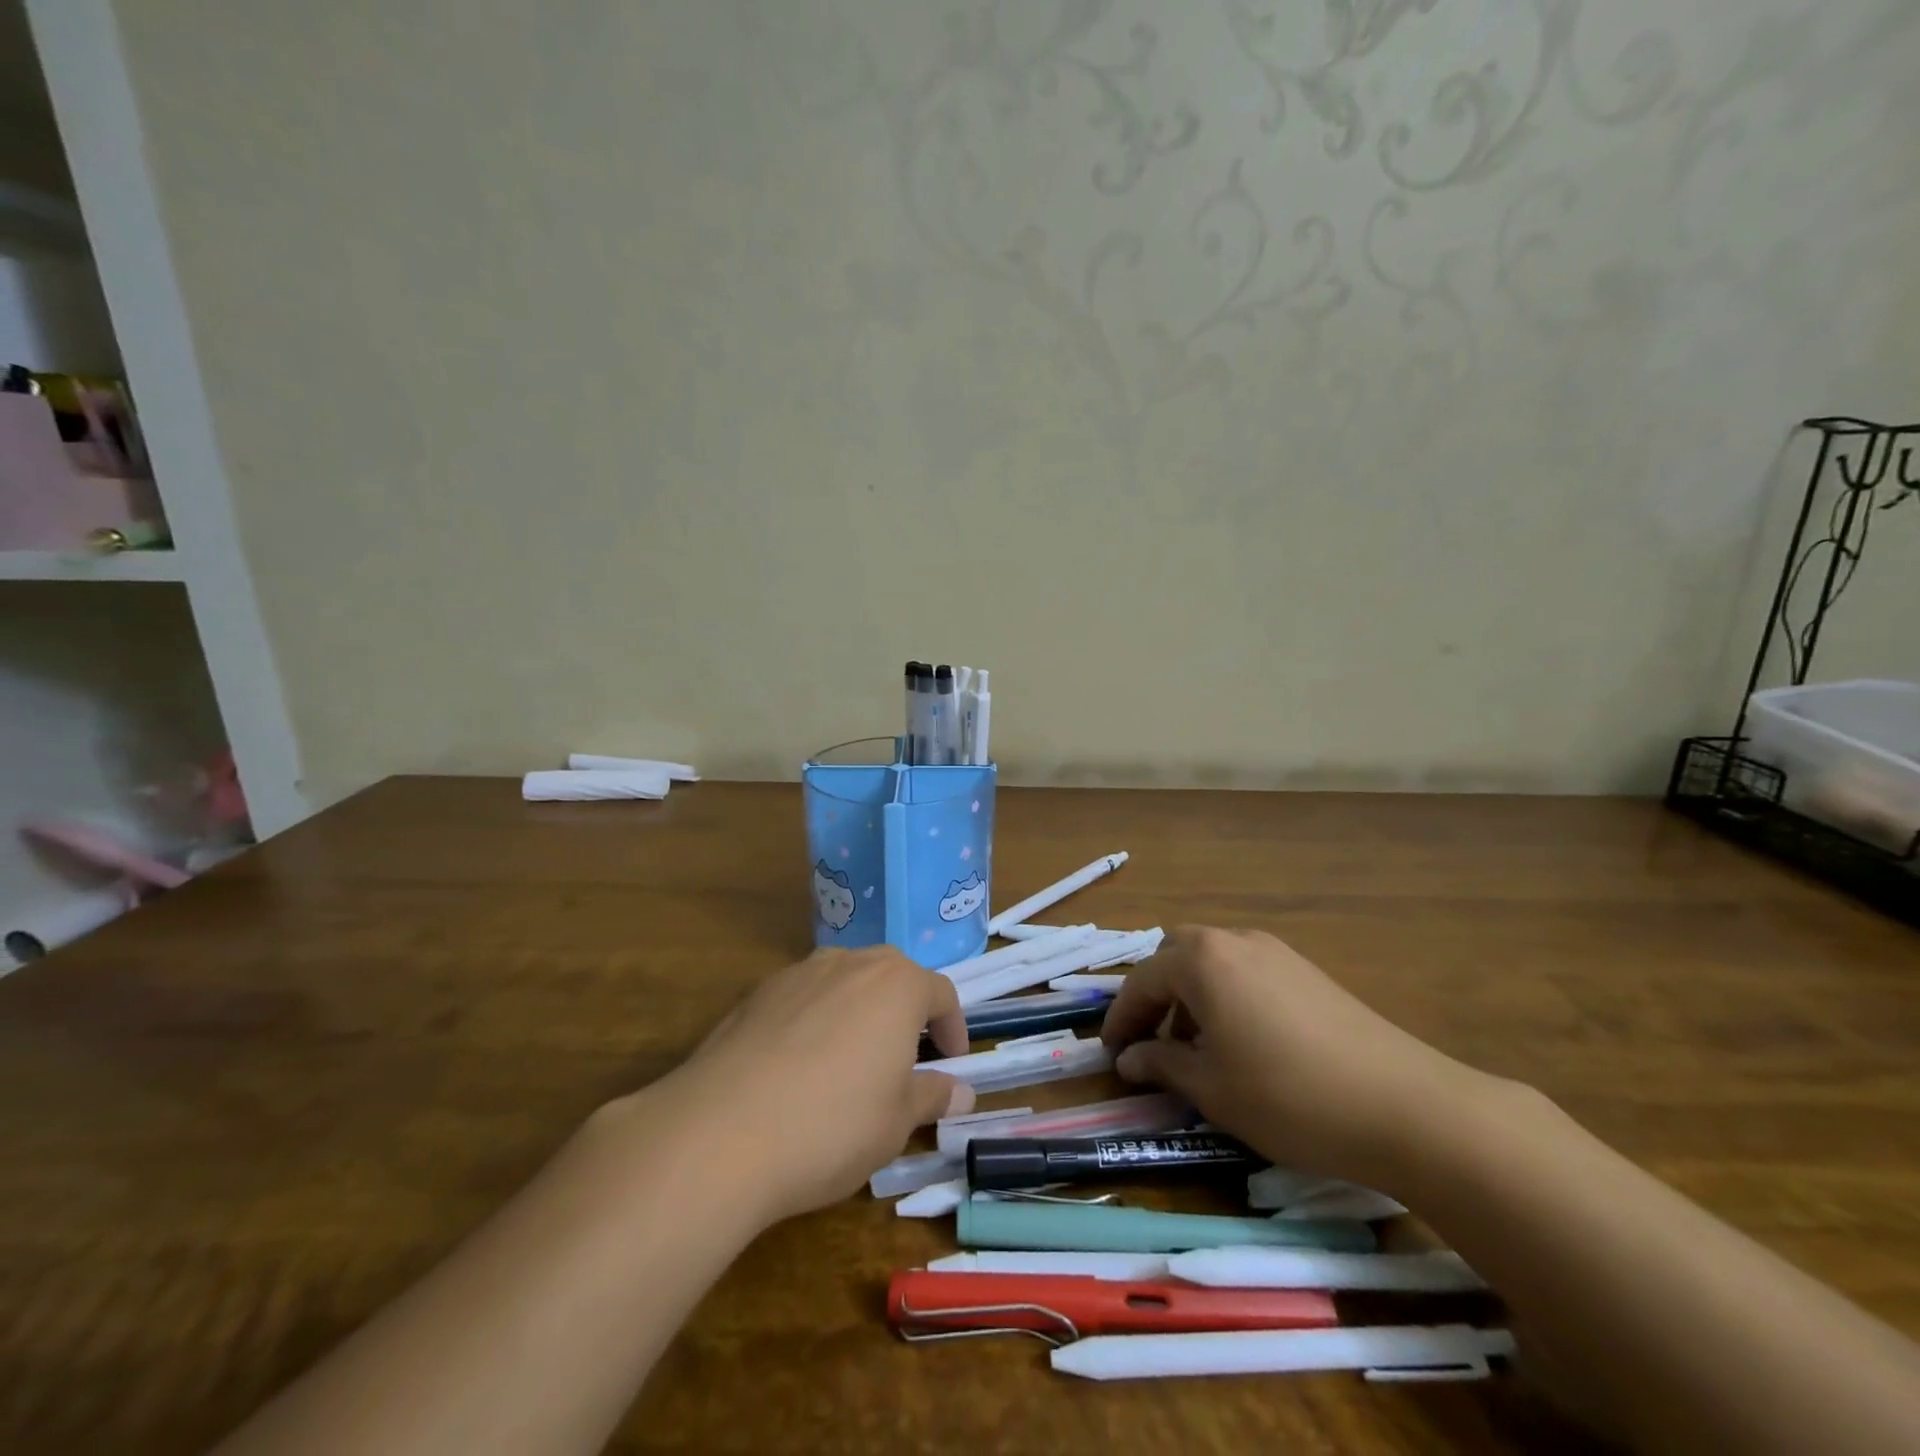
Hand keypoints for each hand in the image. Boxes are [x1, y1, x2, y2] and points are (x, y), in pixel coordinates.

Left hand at [649, 946, 975, 1225]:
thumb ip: (931, 1096)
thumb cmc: (832, 1125)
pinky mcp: (757, 993)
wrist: (720, 1132)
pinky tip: (800, 1067)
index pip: (941, 993)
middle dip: (906, 1011)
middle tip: (906, 1058)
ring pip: (845, 981)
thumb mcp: (896, 1122)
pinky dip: (816, 1020)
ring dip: (860, 1010)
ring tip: (852, 1060)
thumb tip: (960, 1091)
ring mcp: (799, 972)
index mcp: (897, 984)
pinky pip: (804, 997)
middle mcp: (851, 962)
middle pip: (892, 975)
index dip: (953, 1028)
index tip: (952, 1063)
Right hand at [1100, 926, 1490, 1189]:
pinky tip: (1243, 1043)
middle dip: (1156, 996)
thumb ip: (1161, 1065)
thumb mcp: (1212, 1088)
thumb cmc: (1289, 1096)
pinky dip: (1227, 997)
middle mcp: (1235, 941)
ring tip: (1196, 1049)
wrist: (1406, 1107)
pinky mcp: (1308, 972)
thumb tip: (1129, 1059)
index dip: (1121, 1018)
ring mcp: (1277, 952)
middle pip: (1176, 957)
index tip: (1110, 1054)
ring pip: (1213, 962)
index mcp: (1202, 961)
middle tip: (1151, 1042)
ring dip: (1192, 996)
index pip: (1142, 981)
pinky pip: (1247, 972)